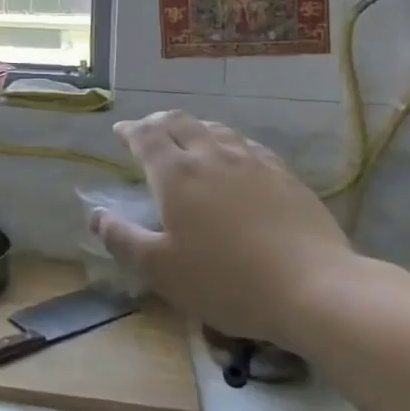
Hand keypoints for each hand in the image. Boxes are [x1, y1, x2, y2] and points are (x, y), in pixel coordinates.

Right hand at [92, 111, 355, 346]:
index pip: (146, 136)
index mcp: (175, 174)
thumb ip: (123, 239)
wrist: (314, 288)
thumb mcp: (161, 270)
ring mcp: (252, 162)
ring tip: (189, 139)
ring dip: (195, 128)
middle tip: (149, 131)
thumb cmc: (226, 280)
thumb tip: (96, 216)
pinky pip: (249, 146)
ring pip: (216, 129)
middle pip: (180, 122)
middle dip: (159, 122)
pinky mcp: (285, 175)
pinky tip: (236, 158)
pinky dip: (230, 143)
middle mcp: (210, 156)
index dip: (130, 131)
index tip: (120, 132)